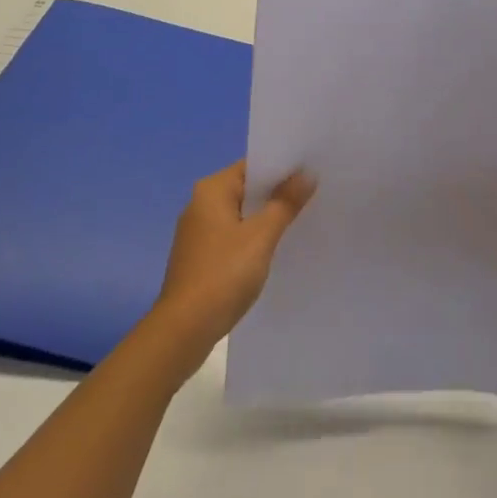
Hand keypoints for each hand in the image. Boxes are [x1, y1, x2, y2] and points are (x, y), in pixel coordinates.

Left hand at [152, 160, 314, 363]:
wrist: (183, 331)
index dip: (282, 167)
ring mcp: (198, 233)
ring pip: (241, 215)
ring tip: (301, 219)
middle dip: (277, 193)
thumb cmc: (222, 274)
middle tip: (313, 193)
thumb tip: (307, 174)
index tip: (311, 170)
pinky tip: (275, 249)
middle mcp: (200, 205)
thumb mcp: (261, 236)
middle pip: (247, 189)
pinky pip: (233, 236)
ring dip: (266, 217)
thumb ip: (285, 203)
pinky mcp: (200, 258)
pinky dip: (253, 238)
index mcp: (211, 190)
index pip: (253, 166)